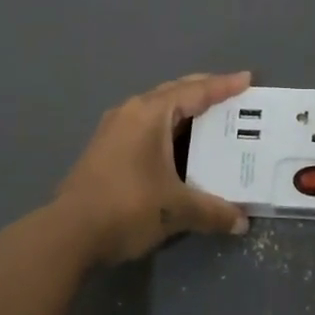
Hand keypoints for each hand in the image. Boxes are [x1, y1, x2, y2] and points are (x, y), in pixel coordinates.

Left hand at [52, 73, 252, 263]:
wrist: (67, 235)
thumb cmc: (127, 207)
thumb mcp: (177, 209)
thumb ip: (213, 211)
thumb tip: (242, 223)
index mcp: (150, 113)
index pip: (195, 91)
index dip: (224, 86)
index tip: (248, 79)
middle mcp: (130, 112)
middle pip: (174, 92)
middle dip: (203, 92)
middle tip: (231, 95)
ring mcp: (113, 130)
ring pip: (156, 109)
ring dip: (183, 111)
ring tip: (208, 118)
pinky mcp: (104, 150)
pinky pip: (144, 125)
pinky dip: (167, 128)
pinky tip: (176, 145)